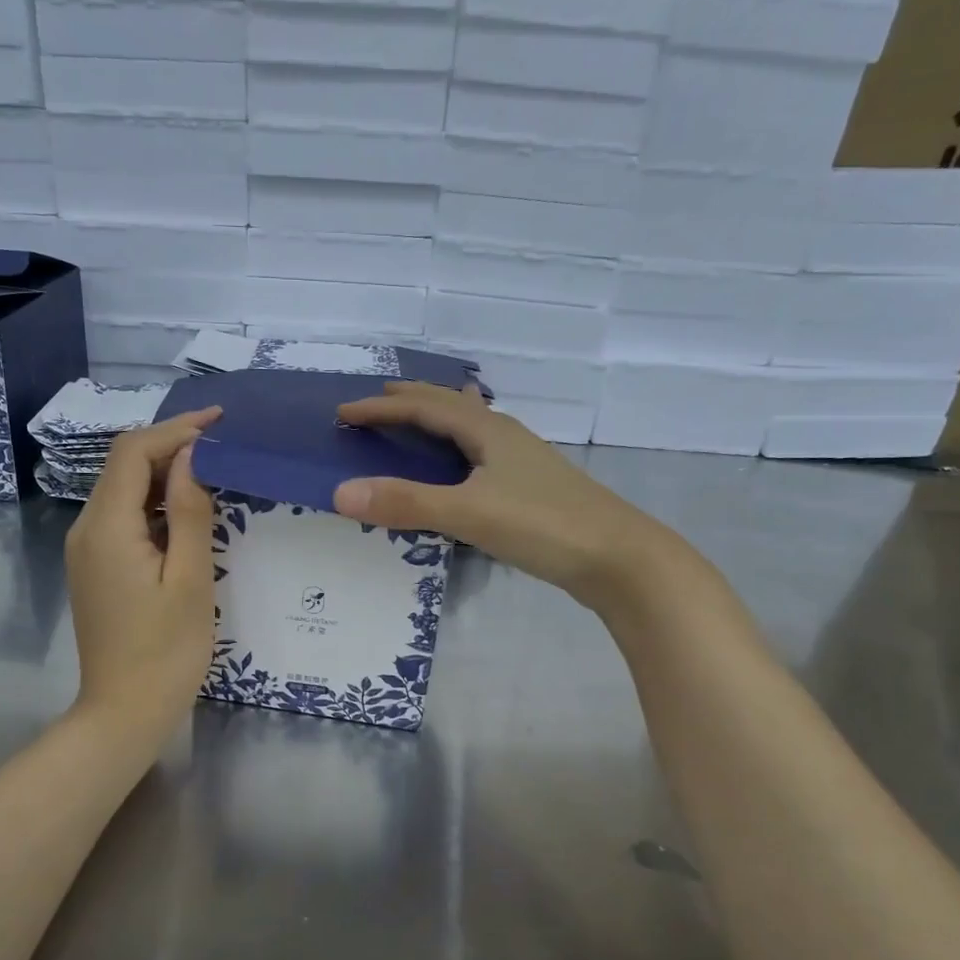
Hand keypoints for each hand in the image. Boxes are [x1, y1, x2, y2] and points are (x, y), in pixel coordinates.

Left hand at [65, 407, 220, 731]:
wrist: (125, 712)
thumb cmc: (167, 651)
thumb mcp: (191, 579)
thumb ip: (192, 513)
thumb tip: (192, 459)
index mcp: (107, 528)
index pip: (133, 453)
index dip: (174, 430)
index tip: (219, 422)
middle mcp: (87, 530)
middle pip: (124, 467)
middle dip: (172, 448)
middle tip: (224, 446)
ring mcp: (88, 551)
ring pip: (124, 492)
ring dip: (166, 476)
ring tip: (215, 473)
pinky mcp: (97, 569)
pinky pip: (125, 520)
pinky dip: (157, 506)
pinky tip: (190, 514)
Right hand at [334, 382, 675, 612]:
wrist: (618, 558)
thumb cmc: (543, 526)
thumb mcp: (468, 512)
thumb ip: (406, 503)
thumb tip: (341, 493)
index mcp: (488, 430)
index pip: (424, 407)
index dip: (382, 409)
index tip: (343, 414)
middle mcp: (505, 436)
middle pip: (452, 406)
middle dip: (412, 401)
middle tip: (378, 401)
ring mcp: (523, 463)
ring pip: (472, 428)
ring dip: (440, 420)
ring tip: (419, 420)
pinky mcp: (532, 490)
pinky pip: (483, 455)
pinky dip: (459, 450)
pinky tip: (466, 468)